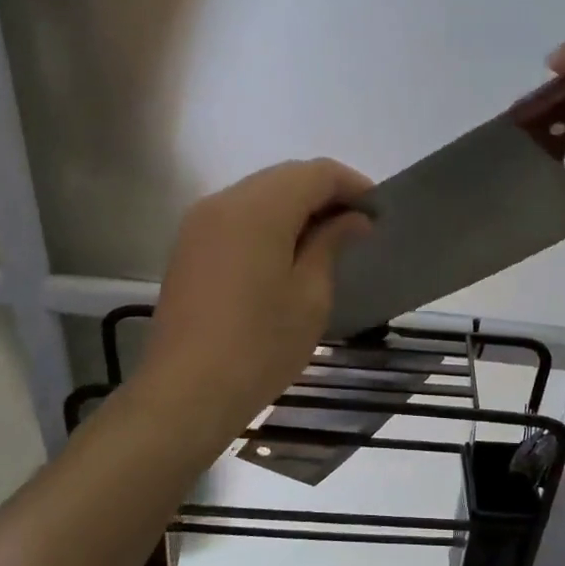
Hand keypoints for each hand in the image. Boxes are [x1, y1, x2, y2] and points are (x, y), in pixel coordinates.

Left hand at [137, 159, 372, 441]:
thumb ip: (331, 244)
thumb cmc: (260, 346)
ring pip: (260, 194)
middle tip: (357, 227)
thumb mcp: (310, 296)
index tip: (378, 214)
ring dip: (297, 207)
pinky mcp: (189, 246)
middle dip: (325, 193)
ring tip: (327, 241)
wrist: (186, 392)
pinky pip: (238, 216)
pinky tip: (287, 253)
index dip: (353, 186)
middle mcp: (224, 202)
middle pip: (285, 177)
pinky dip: (269, 222)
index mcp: (258, 209)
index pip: (316, 173)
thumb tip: (353, 219)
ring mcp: (200, 223)